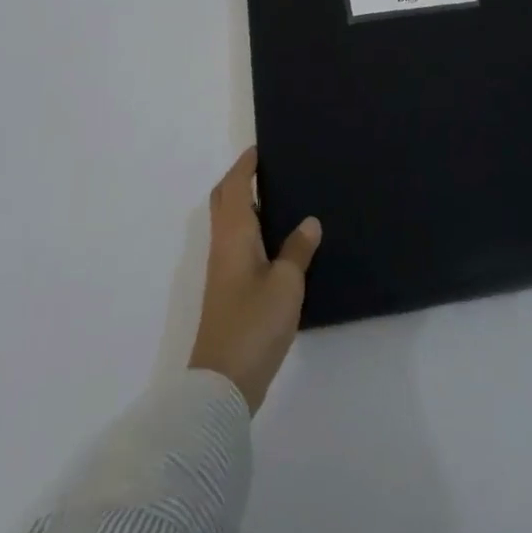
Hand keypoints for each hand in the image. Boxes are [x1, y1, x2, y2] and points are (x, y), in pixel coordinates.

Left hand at [188, 148, 322, 413]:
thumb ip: (298, 249)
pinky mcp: (230, 292)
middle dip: (241, 182)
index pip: (233, 188)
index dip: (244, 166)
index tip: (260, 149)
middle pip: (224, 203)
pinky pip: (240, 246)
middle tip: (270, 170)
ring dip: (249, 207)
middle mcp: (223, 248)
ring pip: (231, 226)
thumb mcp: (286, 283)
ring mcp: (224, 272)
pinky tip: (282, 243)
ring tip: (283, 199)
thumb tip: (308, 221)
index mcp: (233, 236)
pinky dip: (255, 232)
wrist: (224, 383)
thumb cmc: (254, 323)